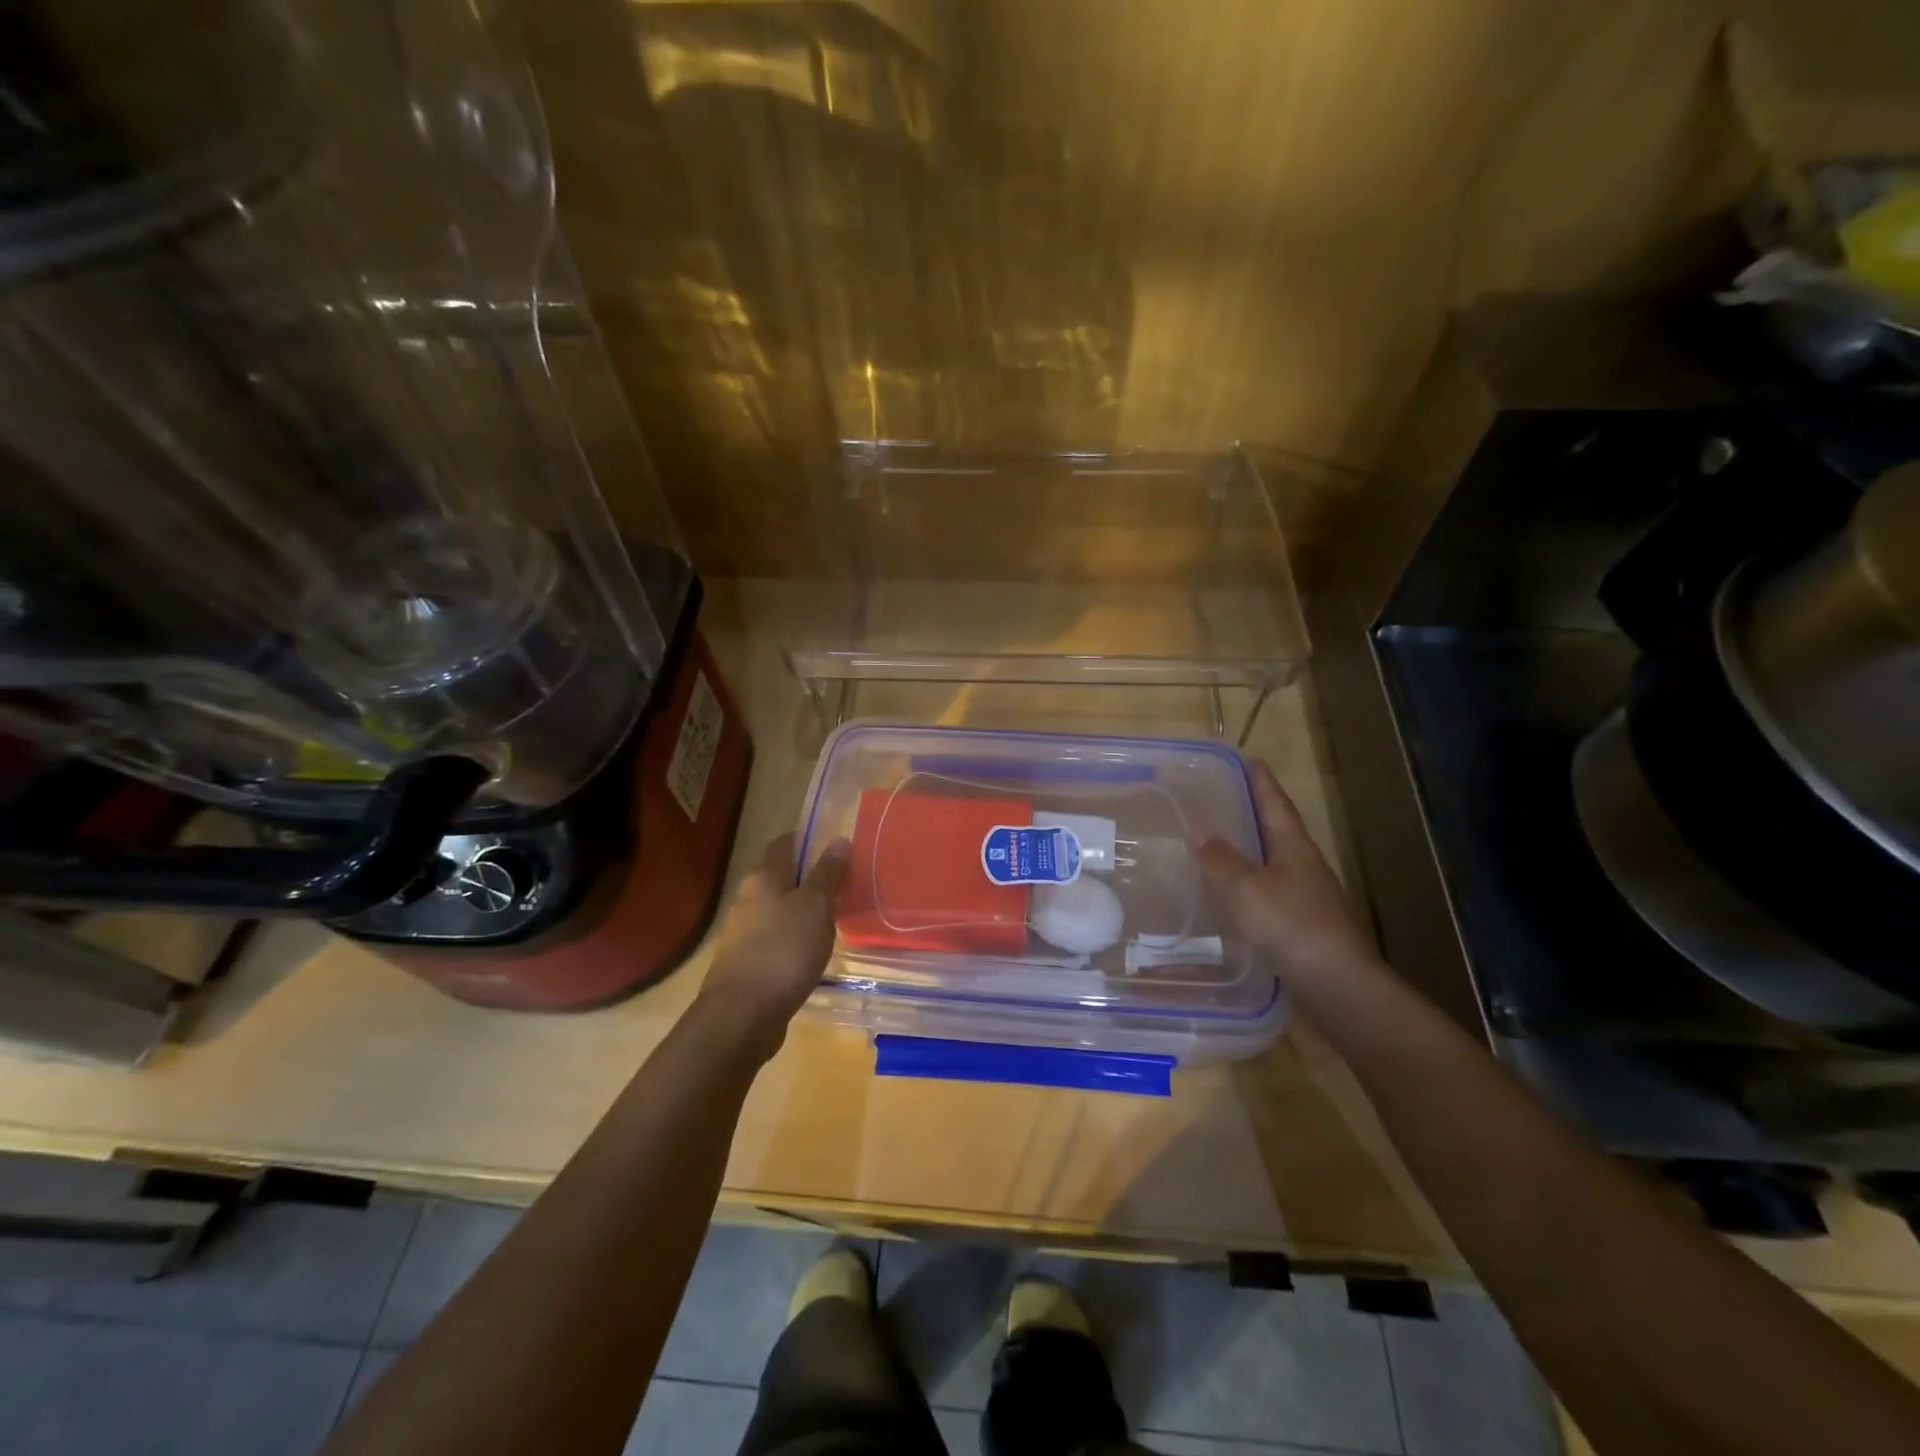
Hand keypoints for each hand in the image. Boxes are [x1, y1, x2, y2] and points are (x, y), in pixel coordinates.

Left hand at [695, 833, 849, 1060]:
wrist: (741, 1016)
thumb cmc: (783, 951)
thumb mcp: (815, 907)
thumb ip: (828, 874)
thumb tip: (839, 839)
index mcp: (764, 877)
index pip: (784, 843)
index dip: (808, 839)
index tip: (835, 845)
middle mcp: (748, 898)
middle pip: (780, 876)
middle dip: (808, 876)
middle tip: (843, 883)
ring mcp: (743, 932)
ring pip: (777, 909)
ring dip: (801, 909)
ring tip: (834, 917)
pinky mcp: (746, 962)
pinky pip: (775, 938)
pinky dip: (793, 937)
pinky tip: (812, 950)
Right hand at [1195, 761, 1379, 985]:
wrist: (1339, 986)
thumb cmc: (1292, 927)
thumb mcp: (1247, 889)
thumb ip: (1221, 860)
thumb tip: (1199, 830)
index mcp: (1295, 848)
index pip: (1276, 804)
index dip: (1262, 782)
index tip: (1250, 759)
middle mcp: (1304, 867)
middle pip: (1277, 831)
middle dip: (1253, 814)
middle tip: (1222, 800)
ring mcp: (1307, 898)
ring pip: (1272, 864)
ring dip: (1248, 852)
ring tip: (1216, 845)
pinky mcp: (1302, 927)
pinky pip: (1268, 894)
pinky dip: (1247, 887)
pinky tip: (1229, 897)